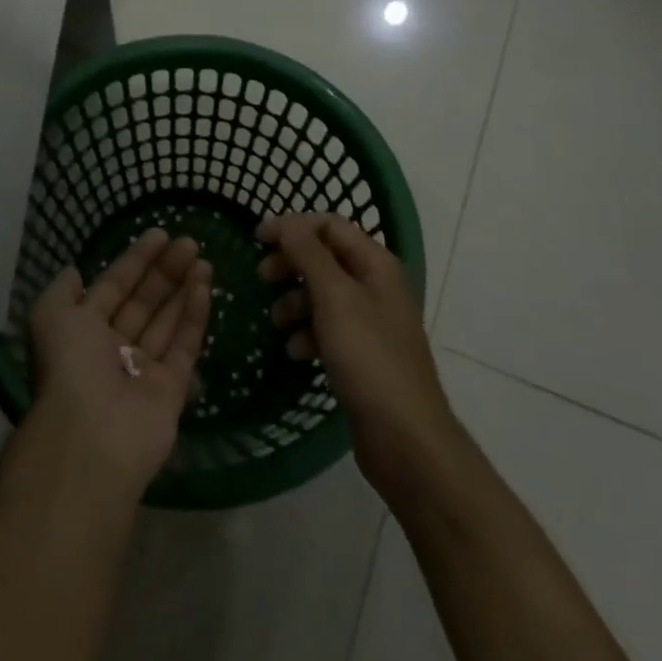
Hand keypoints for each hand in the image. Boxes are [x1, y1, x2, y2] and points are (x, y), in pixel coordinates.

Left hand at [27, 229, 211, 499]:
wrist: (91, 435)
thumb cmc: (69, 366)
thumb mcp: (50, 316)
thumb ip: (62, 291)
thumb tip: (74, 272)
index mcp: (83, 330)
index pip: (114, 286)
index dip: (135, 260)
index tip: (160, 234)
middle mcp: (114, 347)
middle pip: (144, 300)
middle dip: (164, 271)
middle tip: (189, 242)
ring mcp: (144, 368)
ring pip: (167, 319)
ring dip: (184, 288)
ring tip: (203, 258)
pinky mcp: (172, 388)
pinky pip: (185, 344)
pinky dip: (195, 314)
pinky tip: (205, 285)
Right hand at [258, 213, 458, 504]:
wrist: (405, 437)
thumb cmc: (368, 357)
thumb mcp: (334, 297)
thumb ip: (308, 254)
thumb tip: (286, 223)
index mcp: (376, 264)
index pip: (329, 225)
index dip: (292, 227)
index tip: (256, 240)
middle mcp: (375, 286)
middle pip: (324, 257)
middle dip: (290, 264)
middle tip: (261, 277)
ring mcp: (370, 321)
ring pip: (322, 294)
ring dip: (294, 301)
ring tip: (276, 322)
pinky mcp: (362, 354)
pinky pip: (327, 328)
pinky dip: (307, 332)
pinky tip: (295, 352)